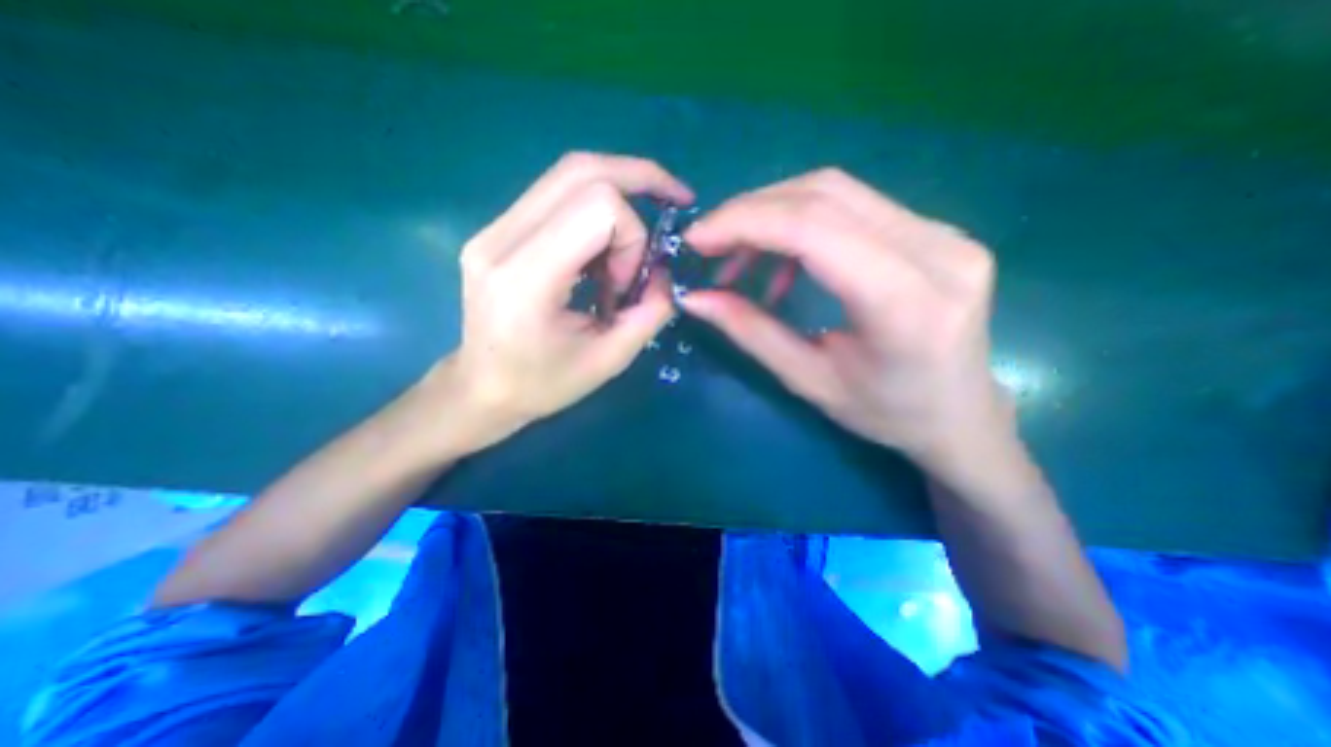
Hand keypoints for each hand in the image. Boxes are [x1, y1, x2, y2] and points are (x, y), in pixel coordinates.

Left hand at [439, 149, 697, 446]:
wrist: (481, 389)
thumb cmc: (542, 385)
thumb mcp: (609, 361)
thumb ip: (650, 313)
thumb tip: (667, 273)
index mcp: (526, 278)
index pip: (598, 207)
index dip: (633, 237)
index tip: (628, 285)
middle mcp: (500, 239)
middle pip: (581, 170)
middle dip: (640, 180)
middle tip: (674, 201)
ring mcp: (493, 229)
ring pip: (569, 173)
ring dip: (618, 196)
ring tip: (632, 245)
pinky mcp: (497, 229)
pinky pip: (557, 194)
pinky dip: (595, 209)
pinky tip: (605, 247)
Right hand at [678, 166, 1009, 474]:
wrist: (961, 414)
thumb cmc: (886, 414)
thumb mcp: (809, 381)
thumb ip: (751, 332)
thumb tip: (694, 298)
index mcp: (907, 304)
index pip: (814, 229)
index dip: (745, 223)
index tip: (697, 238)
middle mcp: (936, 251)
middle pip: (824, 194)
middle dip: (751, 212)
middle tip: (709, 243)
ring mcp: (944, 232)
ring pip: (836, 191)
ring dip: (772, 215)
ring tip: (738, 257)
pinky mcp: (935, 229)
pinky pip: (853, 206)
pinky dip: (801, 224)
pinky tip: (783, 262)